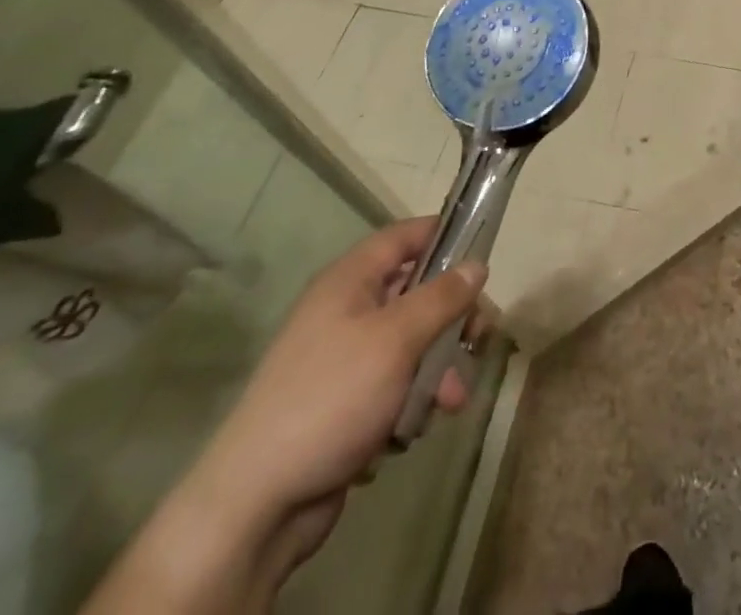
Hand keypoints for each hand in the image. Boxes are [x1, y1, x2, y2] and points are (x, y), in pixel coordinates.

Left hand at [185, 219, 486, 555]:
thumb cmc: (332, 397)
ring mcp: (344, 359)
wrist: (258, 503)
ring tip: (449, 402)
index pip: (405, 236)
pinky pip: (395, 386)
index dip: (444, 236)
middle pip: (416, 293)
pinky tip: (412, 430)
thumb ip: (442, 298)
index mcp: (350, 281)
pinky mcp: (346, 404)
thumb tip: (478, 264)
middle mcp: (346, 311)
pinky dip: (411, 401)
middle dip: (451, 319)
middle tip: (478, 339)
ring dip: (437, 369)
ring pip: (412, 345)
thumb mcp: (397, 339)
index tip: (482, 255)